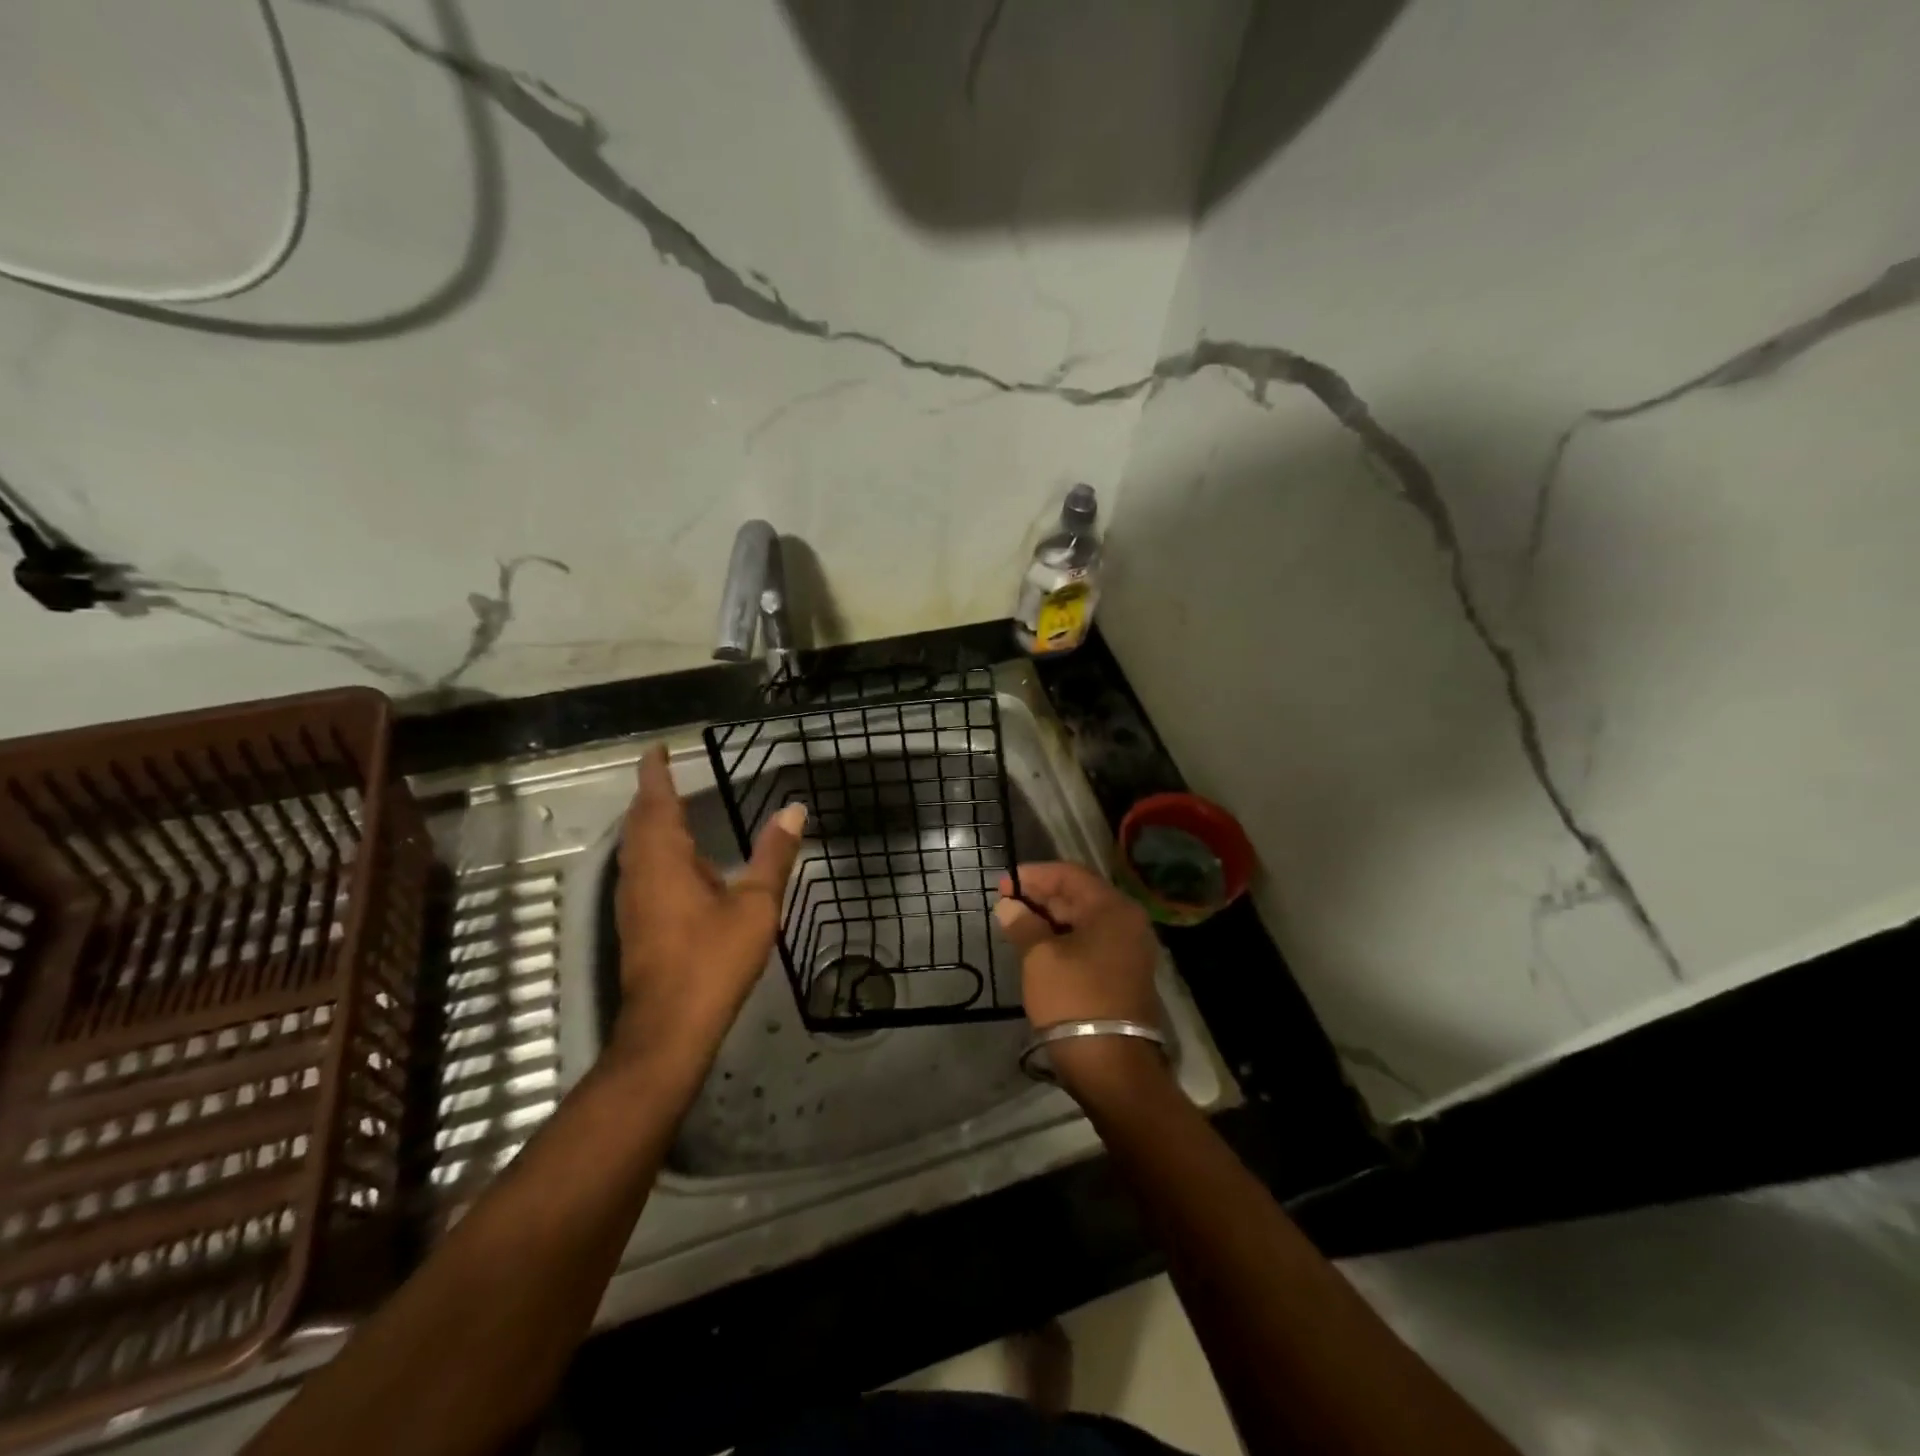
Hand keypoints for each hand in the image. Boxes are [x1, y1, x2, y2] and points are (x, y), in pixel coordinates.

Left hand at [613, 746, 804, 1074]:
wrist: (670, 1026)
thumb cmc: (712, 958)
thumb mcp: (755, 905)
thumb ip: (773, 855)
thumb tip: (794, 810)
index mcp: (664, 859)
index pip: (655, 801)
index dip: (655, 772)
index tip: (657, 749)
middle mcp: (640, 872)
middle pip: (639, 822)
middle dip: (650, 795)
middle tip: (665, 773)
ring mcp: (633, 900)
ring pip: (635, 847)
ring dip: (649, 822)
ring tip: (669, 808)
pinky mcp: (635, 923)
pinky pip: (640, 869)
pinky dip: (654, 850)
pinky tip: (676, 863)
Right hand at [993, 862, 1166, 1092]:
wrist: (1112, 1065)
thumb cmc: (1074, 999)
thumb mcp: (1040, 958)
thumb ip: (1023, 924)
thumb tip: (1008, 905)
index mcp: (1112, 909)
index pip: (1070, 874)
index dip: (1034, 875)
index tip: (1003, 883)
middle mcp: (1127, 922)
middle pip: (1079, 896)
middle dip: (1040, 896)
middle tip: (1004, 902)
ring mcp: (1128, 950)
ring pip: (1083, 921)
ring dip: (1049, 918)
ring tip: (1014, 922)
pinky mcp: (1122, 974)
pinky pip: (1089, 942)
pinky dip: (1062, 938)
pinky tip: (1036, 945)